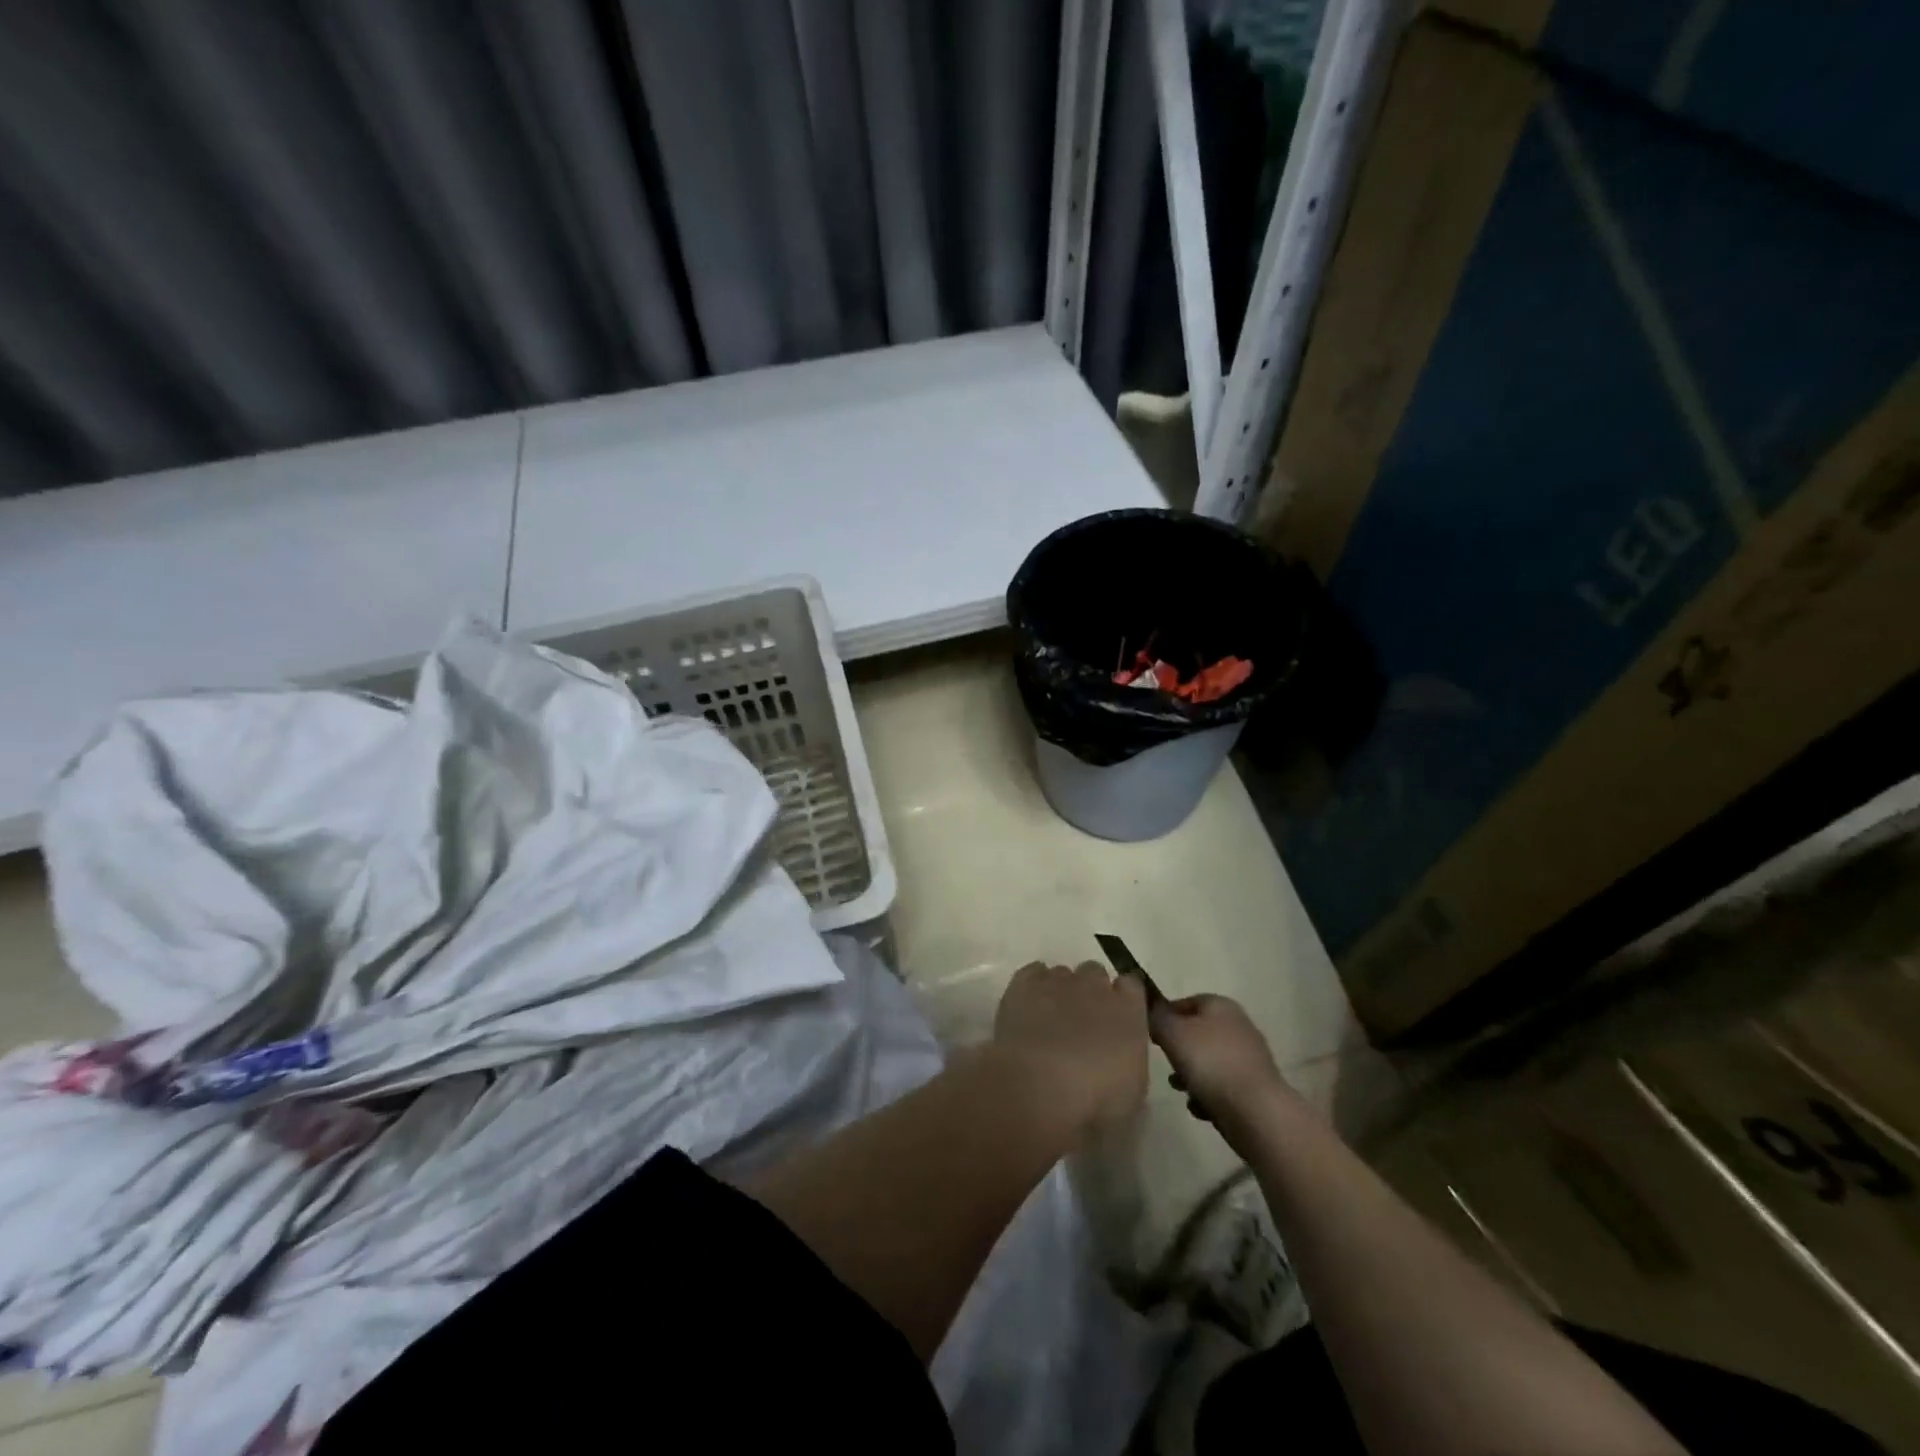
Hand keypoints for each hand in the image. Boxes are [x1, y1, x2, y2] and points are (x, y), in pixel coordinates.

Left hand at [994, 961, 1148, 1127]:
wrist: (1039, 1087)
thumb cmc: (1095, 1100)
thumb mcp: (1132, 1093)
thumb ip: (1130, 1062)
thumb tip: (1122, 1060)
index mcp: (1128, 1010)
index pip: (1132, 986)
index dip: (1123, 999)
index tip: (1117, 1019)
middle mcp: (1094, 986)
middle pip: (1095, 974)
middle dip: (1090, 992)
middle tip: (1082, 1023)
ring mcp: (1057, 981)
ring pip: (1062, 974)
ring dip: (1060, 991)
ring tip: (1050, 1019)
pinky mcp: (1024, 984)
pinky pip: (1032, 973)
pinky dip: (1033, 986)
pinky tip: (1029, 1008)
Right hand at [1150, 994, 1291, 1123]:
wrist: (1257, 1113)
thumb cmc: (1211, 1063)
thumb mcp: (1172, 1033)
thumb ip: (1155, 1016)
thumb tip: (1147, 1006)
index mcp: (1221, 1005)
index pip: (1185, 1001)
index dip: (1165, 1016)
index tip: (1150, 1035)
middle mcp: (1238, 1026)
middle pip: (1197, 1033)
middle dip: (1178, 1050)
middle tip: (1164, 1064)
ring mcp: (1249, 1058)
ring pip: (1208, 1062)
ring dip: (1190, 1075)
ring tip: (1179, 1089)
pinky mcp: (1254, 1088)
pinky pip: (1222, 1087)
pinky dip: (1208, 1095)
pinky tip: (1200, 1108)